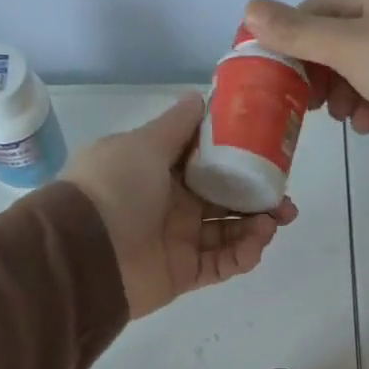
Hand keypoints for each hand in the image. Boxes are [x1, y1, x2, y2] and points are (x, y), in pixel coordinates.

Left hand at [65, 91, 297, 318]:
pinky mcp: (183, 273)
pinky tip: (256, 245)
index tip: (270, 156)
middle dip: (258, 199)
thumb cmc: (114, 188)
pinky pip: (220, 264)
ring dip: (255, 227)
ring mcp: (178, 240)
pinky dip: (241, 256)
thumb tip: (200, 96)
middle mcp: (171, 203)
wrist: (83, 253)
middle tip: (285, 202)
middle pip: (225, 199)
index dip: (240, 159)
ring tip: (274, 223)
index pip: (208, 162)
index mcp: (160, 169)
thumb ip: (176, 125)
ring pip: (228, 233)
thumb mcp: (143, 144)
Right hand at [239, 0, 368, 176]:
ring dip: (346, 97)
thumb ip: (298, 32)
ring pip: (361, 72)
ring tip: (346, 118)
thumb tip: (249, 8)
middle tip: (308, 105)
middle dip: (319, 75)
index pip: (315, 11)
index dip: (289, 41)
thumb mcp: (347, 47)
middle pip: (337, 44)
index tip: (272, 77)